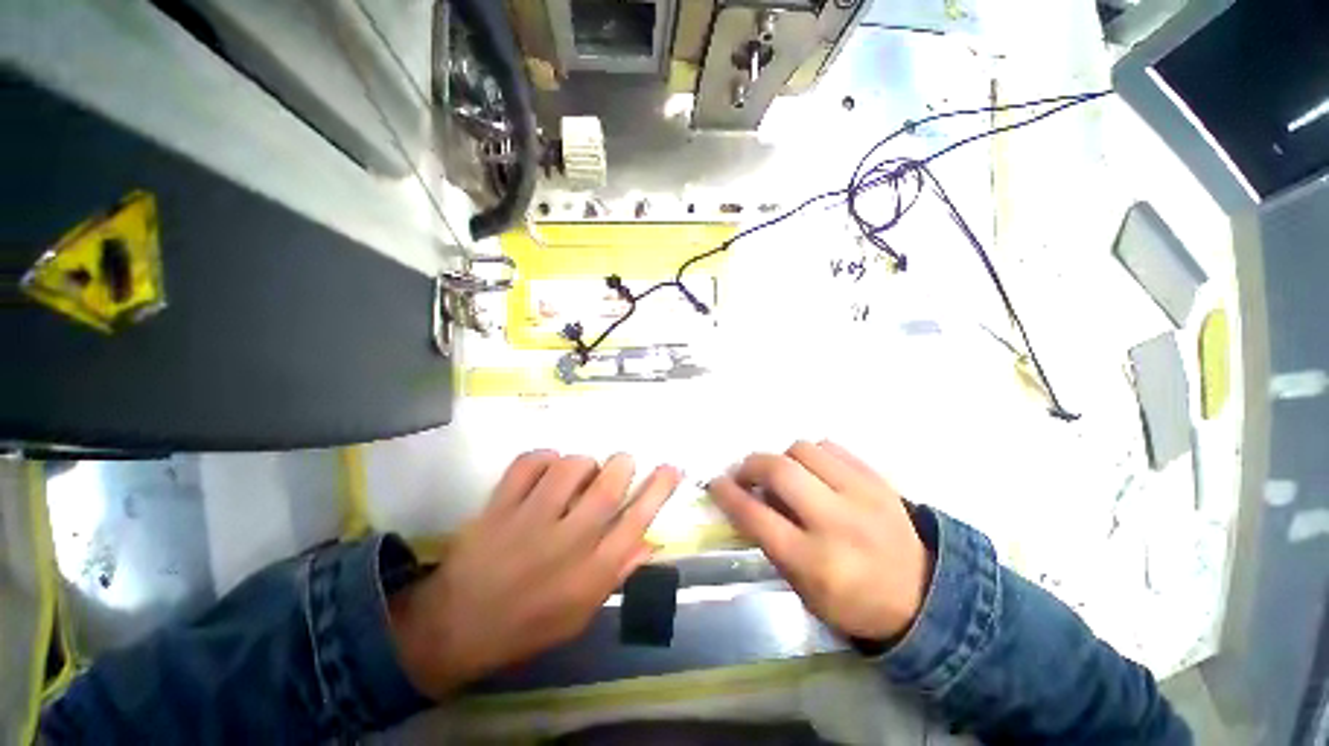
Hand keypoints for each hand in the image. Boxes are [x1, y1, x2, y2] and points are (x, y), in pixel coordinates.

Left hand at [390, 451, 680, 696]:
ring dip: (582, 463)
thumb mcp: (582, 612)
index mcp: (590, 573)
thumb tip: (651, 538)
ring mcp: (529, 521)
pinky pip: (528, 463)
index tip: (672, 468)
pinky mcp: (498, 506)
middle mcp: (566, 542)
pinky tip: (546, 470)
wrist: (457, 628)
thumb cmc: (529, 624)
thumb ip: (619, 572)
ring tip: (578, 474)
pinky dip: (543, 457)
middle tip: (621, 464)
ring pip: (570, 467)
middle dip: (622, 465)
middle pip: (608, 487)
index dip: (659, 490)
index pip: (637, 522)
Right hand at [710, 440, 931, 642]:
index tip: (716, 484)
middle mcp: (836, 522)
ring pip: (802, 449)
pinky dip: (811, 454)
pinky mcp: (877, 478)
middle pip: (779, 469)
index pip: (756, 516)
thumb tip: (749, 498)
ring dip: (782, 458)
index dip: (728, 495)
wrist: (924, 594)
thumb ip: (772, 542)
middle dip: (751, 465)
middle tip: (746, 474)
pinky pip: (830, 446)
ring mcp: (861, 494)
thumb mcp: (804, 590)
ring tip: (783, 474)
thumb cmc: (854, 601)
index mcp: (815, 561)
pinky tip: (813, 471)